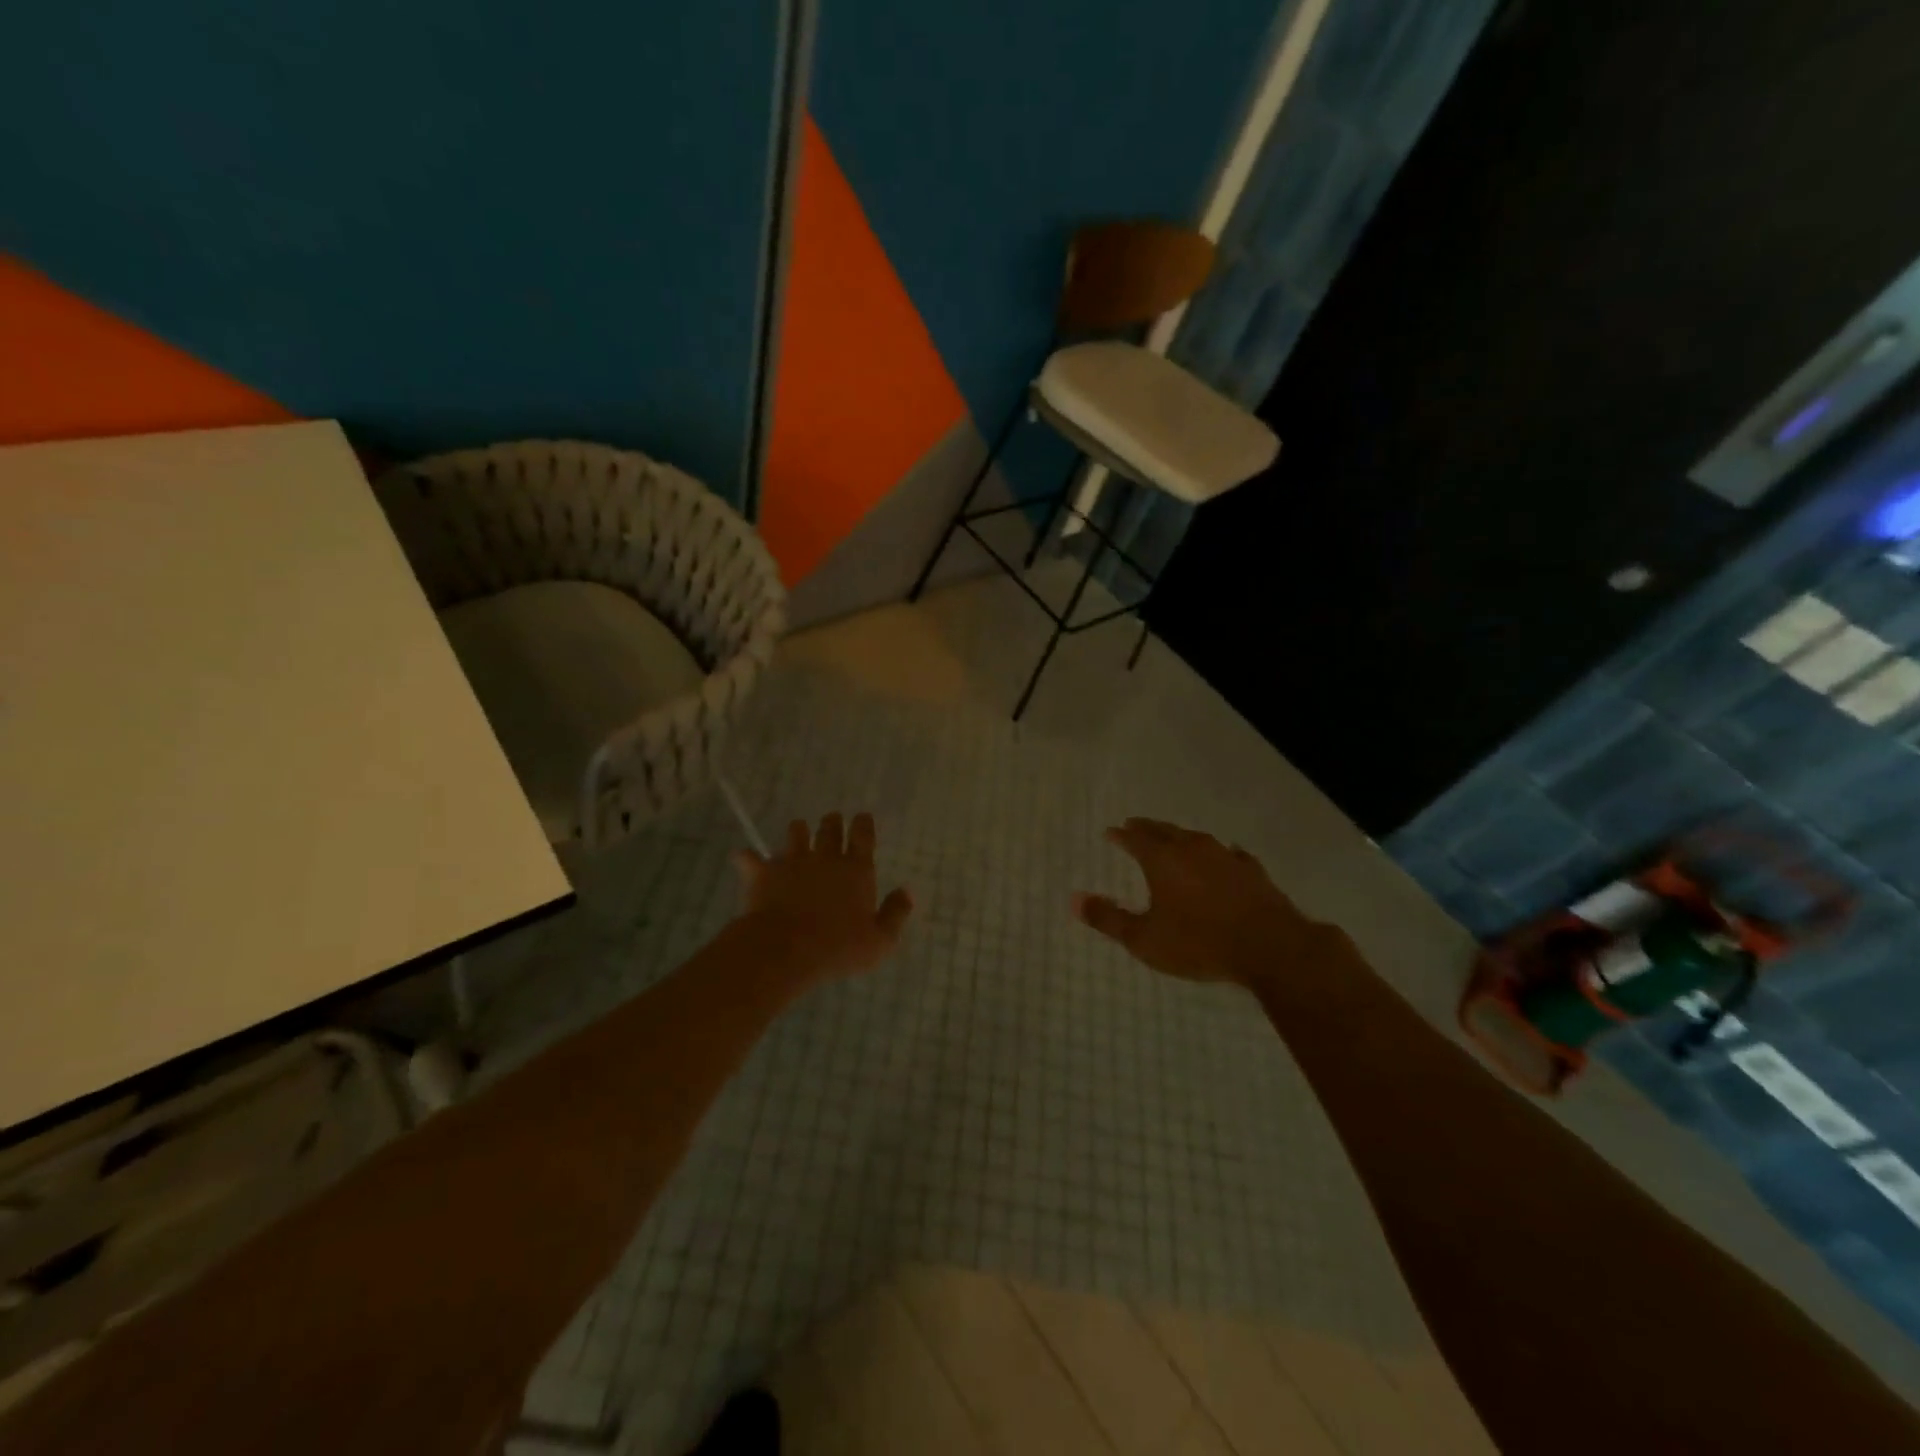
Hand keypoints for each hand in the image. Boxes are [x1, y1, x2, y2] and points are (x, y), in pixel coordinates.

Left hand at [733, 813, 913, 985]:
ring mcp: (792, 862)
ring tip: (798, 834)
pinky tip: (743, 858)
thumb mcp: (881, 941)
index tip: (862, 817)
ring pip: (796, 832)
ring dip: (798, 831)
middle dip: (832, 822)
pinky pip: (751, 859)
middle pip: (829, 828)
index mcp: (856, 870)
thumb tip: (907, 891)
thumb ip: (896, 913)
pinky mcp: (763, 873)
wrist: (785, 951)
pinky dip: (747, 858)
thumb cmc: (838, 948)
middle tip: (832, 821)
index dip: (863, 823)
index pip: (863, 834)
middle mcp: (826, 858)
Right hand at [1073, 818, 1326, 988]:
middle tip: (1135, 824)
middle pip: (1165, 830)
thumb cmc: (1199, 943)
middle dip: (1147, 828)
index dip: (1121, 835)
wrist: (1269, 947)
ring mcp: (1226, 857)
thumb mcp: (1144, 940)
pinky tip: (1226, 854)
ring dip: (1181, 836)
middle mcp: (1192, 849)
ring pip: (1197, 838)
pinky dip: (1220, 853)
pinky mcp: (1253, 871)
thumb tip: (1073, 899)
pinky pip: (1231, 854)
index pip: (1136, 839)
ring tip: (1174, 838)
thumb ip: (1108, 919)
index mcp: (1162, 860)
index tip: (1111, 831)